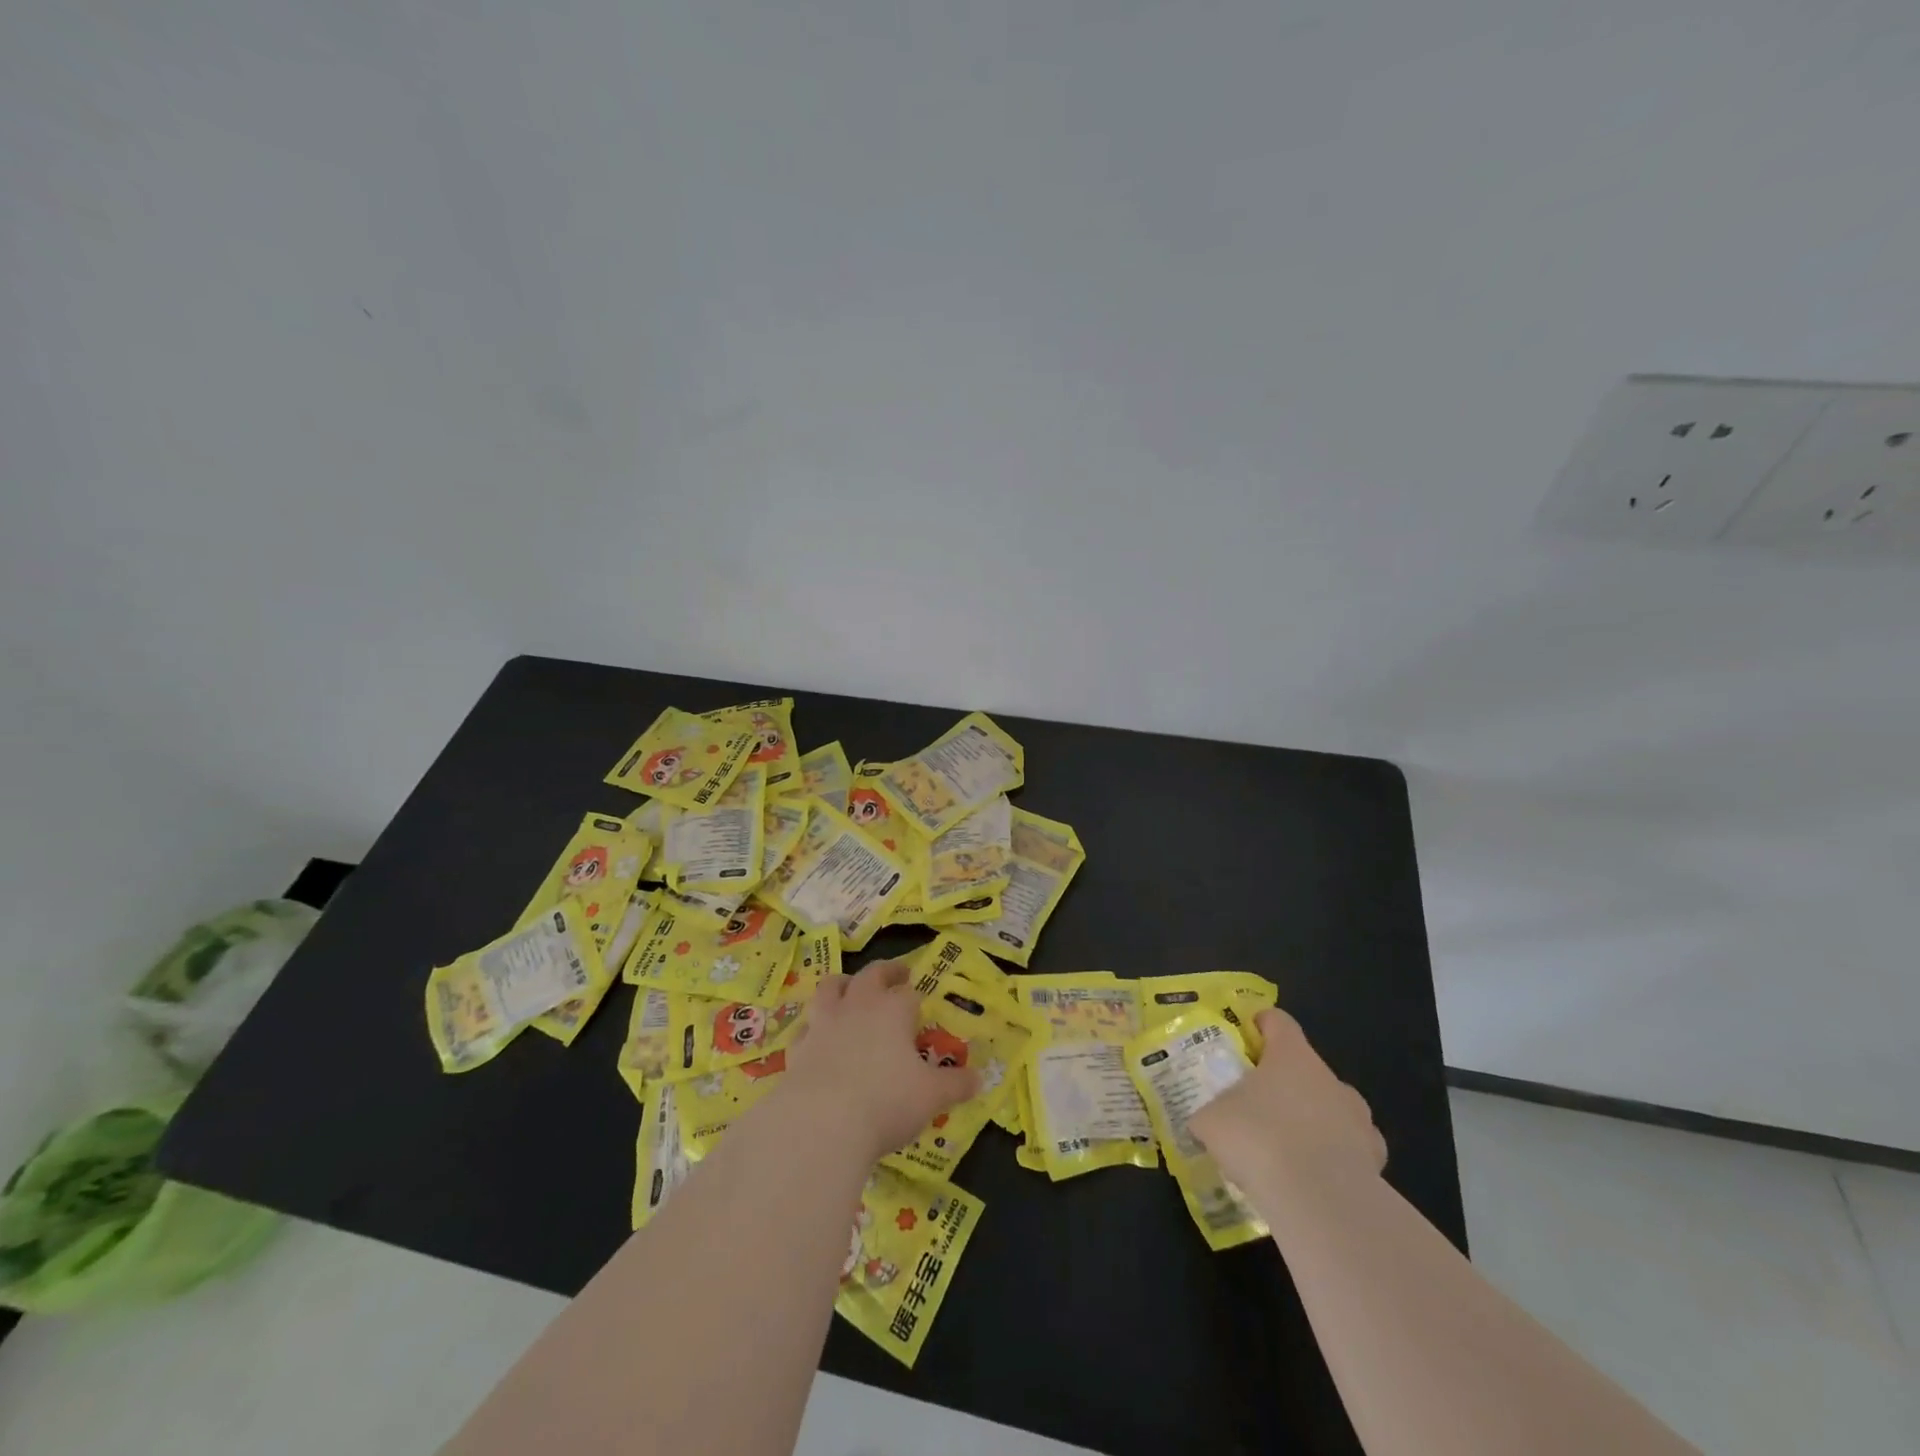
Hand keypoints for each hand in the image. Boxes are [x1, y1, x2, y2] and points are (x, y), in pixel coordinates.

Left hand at [783, 960, 980, 1161]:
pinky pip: (805, 1027)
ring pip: (831, 988)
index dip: (916, 999)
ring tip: (849, 988)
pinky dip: (813, 1027)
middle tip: (896, 975)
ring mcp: (824, 1023)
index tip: (921, 1007)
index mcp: (893, 1010)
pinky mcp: (798, 1047)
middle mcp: (858, 1006)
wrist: (821, 1124)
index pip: (909, 994)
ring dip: (842, 984)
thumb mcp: (931, 1097)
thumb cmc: (886, 1102)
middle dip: (885, 972)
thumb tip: (979, 1079)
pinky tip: (817, 1038)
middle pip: (871, 975)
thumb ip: (955, 1085)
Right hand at [1189, 1008, 1386, 1197]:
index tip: (1244, 1040)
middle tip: (1255, 1106)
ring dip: (1310, 1120)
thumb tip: (1204, 1121)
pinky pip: (1349, 1149)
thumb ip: (1208, 1113)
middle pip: (1304, 1067)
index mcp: (1292, 1055)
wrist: (1320, 1202)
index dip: (1260, 1025)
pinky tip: (1311, 1181)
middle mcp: (1329, 1077)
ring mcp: (1358, 1118)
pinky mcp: (1375, 1159)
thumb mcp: (1211, 1121)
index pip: (1278, 1021)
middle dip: (1282, 1083)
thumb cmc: (1259, 1139)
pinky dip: (1332, 1158)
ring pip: (1330, 1107)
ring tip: (1284, 1149)